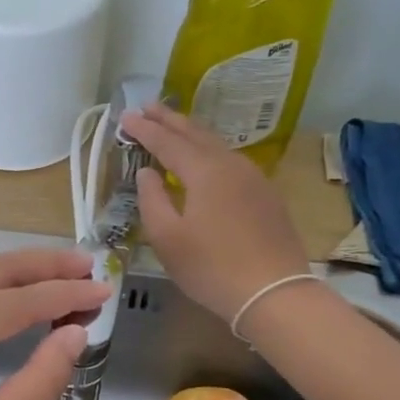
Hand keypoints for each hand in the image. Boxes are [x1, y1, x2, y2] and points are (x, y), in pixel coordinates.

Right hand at [120, 105, 310, 324]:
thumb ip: (152, 199)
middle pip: (196, 133)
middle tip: (148, 106)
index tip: (125, 117)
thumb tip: (147, 172)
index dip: (144, 129)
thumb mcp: (167, 238)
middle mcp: (231, 165)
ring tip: (173, 126)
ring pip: (217, 144)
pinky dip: (209, 150)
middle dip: (170, 119)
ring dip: (191, 132)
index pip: (167, 141)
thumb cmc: (211, 268)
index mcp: (204, 171)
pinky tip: (204, 158)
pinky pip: (230, 160)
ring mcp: (253, 178)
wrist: (274, 293)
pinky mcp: (265, 195)